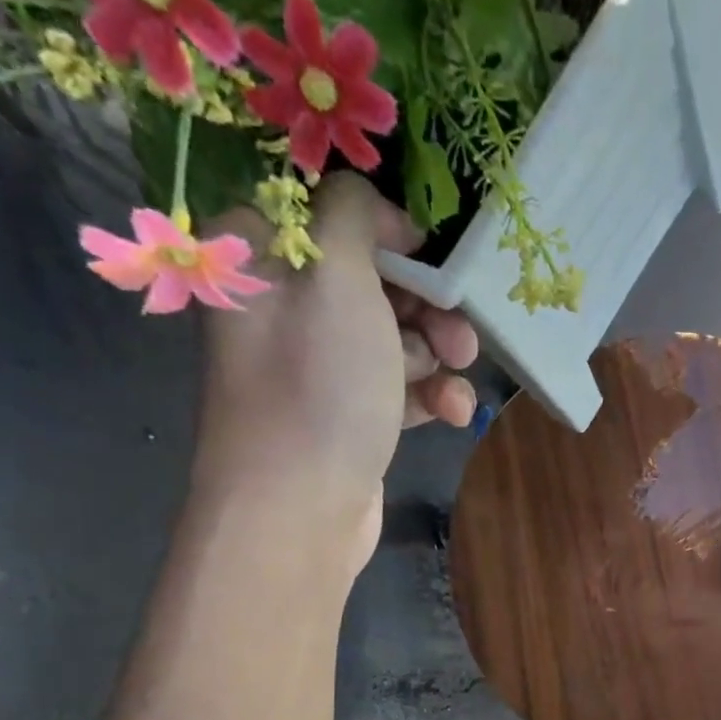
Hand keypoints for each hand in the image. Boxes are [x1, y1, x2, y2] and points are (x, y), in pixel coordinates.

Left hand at [195, 173, 479, 571]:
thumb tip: (376, 210)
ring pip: (396, 338)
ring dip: (437, 355)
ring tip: (458, 375)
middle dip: (427, 305)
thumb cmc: (317, 385)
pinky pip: (399, 388)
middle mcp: (286, 308)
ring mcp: (318, 368)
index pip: (332, 216)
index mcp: (262, 259)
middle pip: (374, 282)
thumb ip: (355, 215)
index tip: (431, 257)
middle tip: (458, 331)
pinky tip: (454, 415)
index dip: (389, 233)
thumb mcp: (337, 277)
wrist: (300, 510)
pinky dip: (430, 396)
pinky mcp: (349, 416)